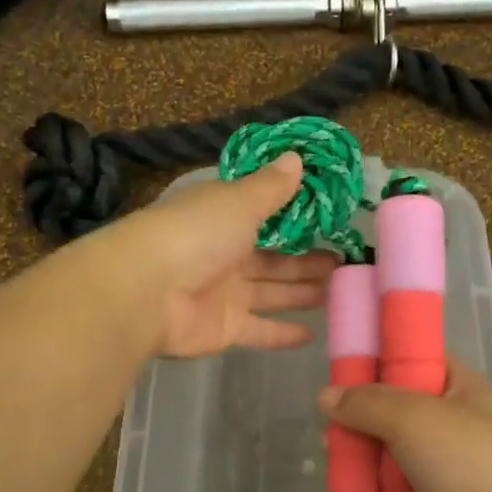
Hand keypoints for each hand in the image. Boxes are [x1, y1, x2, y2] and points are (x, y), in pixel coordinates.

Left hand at [92, 154, 336, 358]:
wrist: (146, 291)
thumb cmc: (195, 234)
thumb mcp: (238, 201)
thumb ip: (270, 187)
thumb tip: (296, 157)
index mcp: (223, 217)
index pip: (263, 215)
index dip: (296, 219)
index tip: (330, 220)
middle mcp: (223, 253)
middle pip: (273, 258)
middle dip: (307, 260)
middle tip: (345, 261)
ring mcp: (223, 293)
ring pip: (271, 292)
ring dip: (303, 292)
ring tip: (341, 290)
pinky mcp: (224, 328)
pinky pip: (259, 330)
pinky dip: (283, 333)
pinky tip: (313, 334)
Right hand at [319, 358, 491, 491]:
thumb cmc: (471, 463)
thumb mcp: (414, 419)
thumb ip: (367, 403)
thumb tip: (325, 395)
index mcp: (459, 386)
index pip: (414, 358)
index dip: (379, 359)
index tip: (340, 370)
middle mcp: (452, 420)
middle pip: (394, 408)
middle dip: (362, 419)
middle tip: (332, 428)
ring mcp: (446, 463)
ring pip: (391, 451)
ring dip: (366, 458)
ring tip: (337, 462)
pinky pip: (396, 488)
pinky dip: (378, 491)